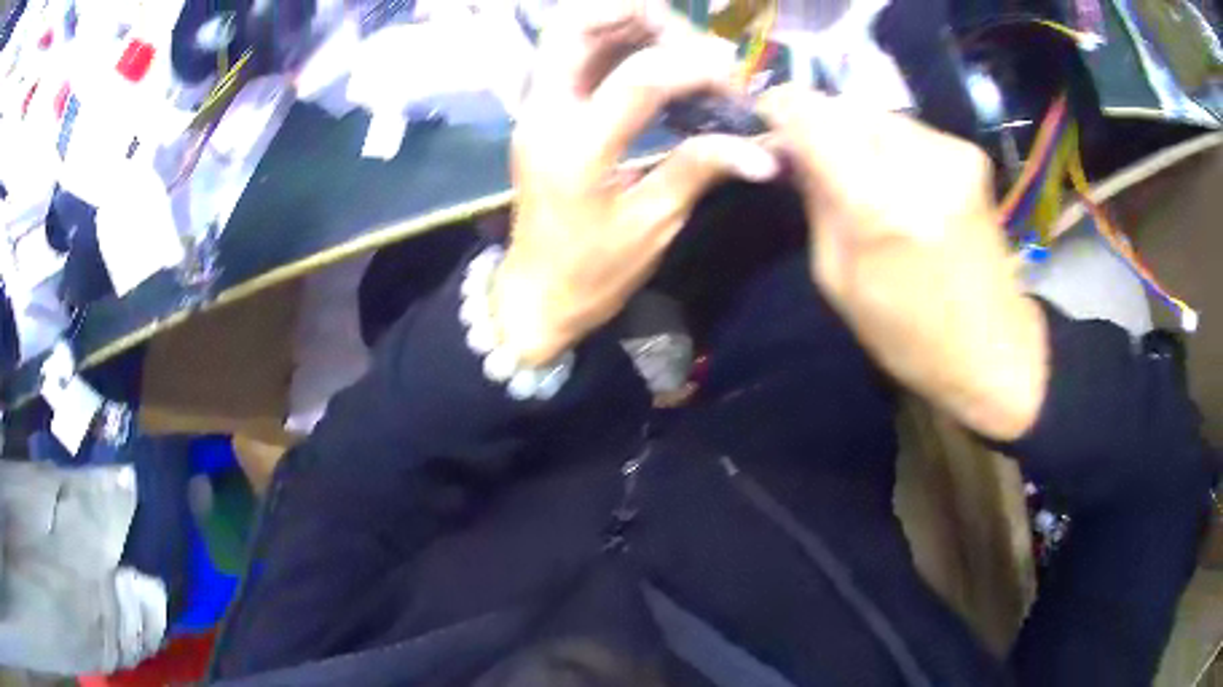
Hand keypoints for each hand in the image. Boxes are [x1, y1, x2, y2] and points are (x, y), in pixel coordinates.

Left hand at [492, 1, 779, 366]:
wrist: (536, 293)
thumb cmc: (592, 272)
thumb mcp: (653, 227)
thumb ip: (700, 170)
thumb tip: (761, 150)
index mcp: (575, 150)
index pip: (638, 78)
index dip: (695, 67)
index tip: (733, 78)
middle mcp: (544, 114)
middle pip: (575, 25)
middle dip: (641, 16)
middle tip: (691, 41)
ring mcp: (535, 108)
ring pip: (569, 31)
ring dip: (627, 23)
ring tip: (678, 46)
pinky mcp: (540, 111)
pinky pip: (572, 53)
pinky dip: (614, 41)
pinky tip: (653, 57)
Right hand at [757, 86, 1047, 440]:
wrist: (994, 350)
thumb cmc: (909, 335)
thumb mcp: (839, 280)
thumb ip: (816, 204)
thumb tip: (793, 151)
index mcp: (880, 208)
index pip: (813, 117)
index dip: (782, 107)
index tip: (768, 115)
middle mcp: (920, 164)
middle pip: (845, 106)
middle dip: (820, 121)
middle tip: (812, 154)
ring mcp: (953, 154)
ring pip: (877, 113)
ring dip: (855, 132)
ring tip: (857, 172)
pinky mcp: (971, 155)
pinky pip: (908, 129)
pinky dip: (889, 144)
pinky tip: (897, 181)